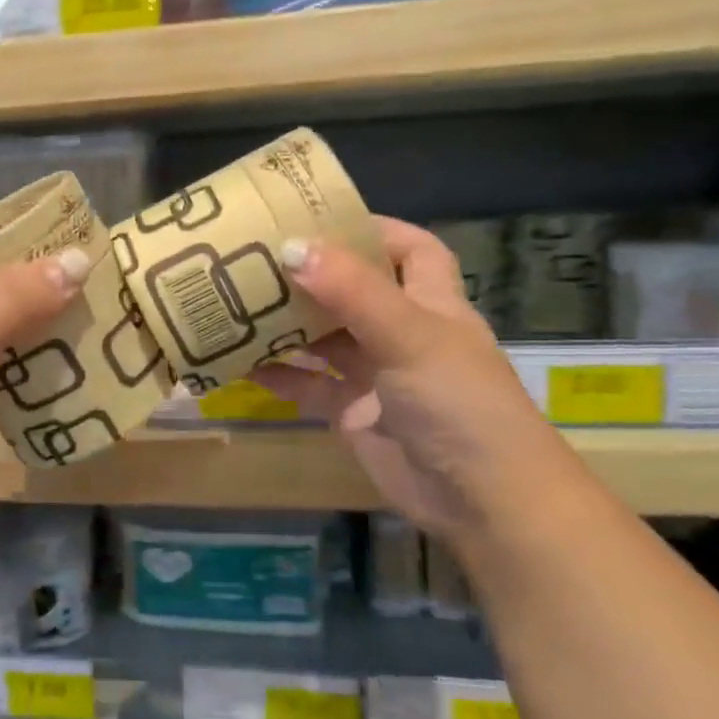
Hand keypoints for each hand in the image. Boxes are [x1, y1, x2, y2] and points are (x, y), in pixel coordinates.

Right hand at [253, 217, 582, 538]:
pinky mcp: (353, 413)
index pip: (410, 249)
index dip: (373, 230)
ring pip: (325, 339)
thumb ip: (351, 290)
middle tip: (255, 257)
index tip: (316, 218)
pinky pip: (309, 385)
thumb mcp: (409, 335)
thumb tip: (291, 246)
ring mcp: (376, 375)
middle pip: (353, 291)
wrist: (482, 500)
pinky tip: (241, 363)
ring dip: (288, 324)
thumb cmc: (458, 402)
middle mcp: (403, 333)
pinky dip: (278, 375)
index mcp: (431, 302)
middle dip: (311, 275)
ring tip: (236, 302)